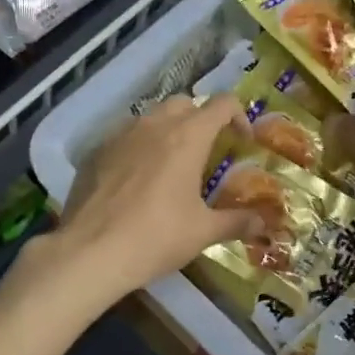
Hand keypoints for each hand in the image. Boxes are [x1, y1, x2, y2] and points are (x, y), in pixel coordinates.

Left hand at [50, 95, 261, 301]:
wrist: (91, 251)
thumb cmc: (156, 237)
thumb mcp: (203, 232)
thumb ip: (237, 221)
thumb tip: (264, 222)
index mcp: (188, 136)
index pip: (222, 104)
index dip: (239, 116)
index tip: (243, 141)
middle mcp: (155, 124)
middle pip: (185, 103)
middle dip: (201, 120)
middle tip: (207, 152)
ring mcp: (121, 134)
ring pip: (152, 116)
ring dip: (168, 130)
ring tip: (171, 164)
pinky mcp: (96, 150)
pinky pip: (125, 136)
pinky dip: (139, 147)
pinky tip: (136, 179)